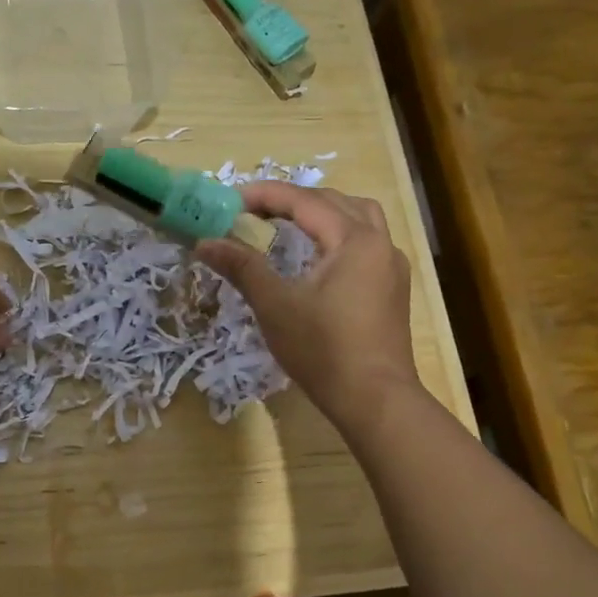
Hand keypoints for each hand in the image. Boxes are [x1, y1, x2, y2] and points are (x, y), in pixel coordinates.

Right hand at [196, 182, 419, 428]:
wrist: (375, 400)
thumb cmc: (323, 350)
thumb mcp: (274, 305)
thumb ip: (241, 266)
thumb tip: (204, 242)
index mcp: (354, 240)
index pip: (305, 201)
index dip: (265, 195)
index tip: (230, 200)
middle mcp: (380, 243)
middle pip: (334, 202)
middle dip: (292, 200)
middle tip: (254, 211)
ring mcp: (391, 266)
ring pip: (358, 218)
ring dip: (322, 212)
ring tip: (289, 224)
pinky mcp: (393, 289)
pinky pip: (366, 242)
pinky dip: (338, 234)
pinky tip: (318, 256)